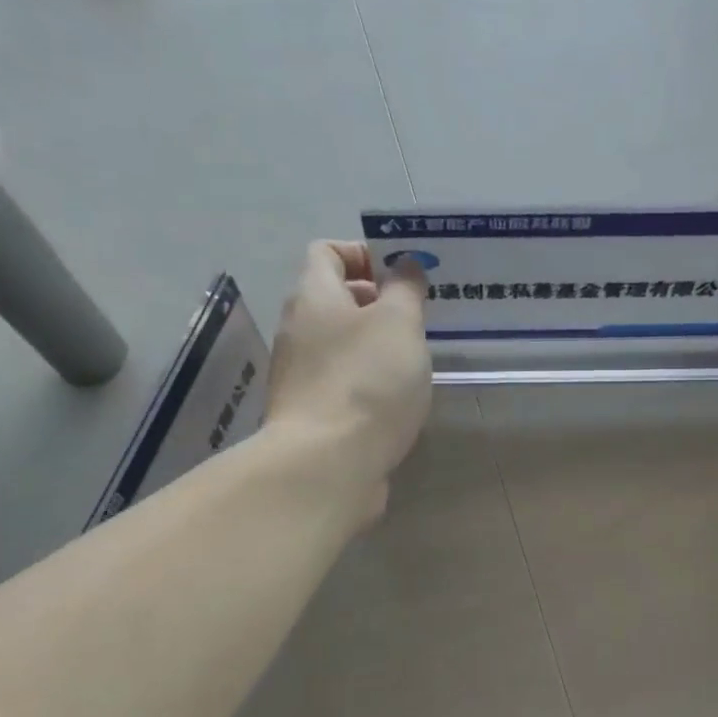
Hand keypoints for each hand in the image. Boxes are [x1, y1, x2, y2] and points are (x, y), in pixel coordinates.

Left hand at [264, 241, 431, 519]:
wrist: (327, 465)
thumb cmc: (367, 380)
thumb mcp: (399, 323)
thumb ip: (405, 288)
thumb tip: (403, 264)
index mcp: (313, 297)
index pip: (328, 251)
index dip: (365, 252)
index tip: (403, 274)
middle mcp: (298, 329)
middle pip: (335, 298)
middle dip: (379, 301)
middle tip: (419, 316)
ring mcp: (300, 374)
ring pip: (340, 342)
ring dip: (376, 343)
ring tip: (415, 358)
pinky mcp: (310, 412)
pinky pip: (342, 379)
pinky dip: (368, 379)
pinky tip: (397, 396)